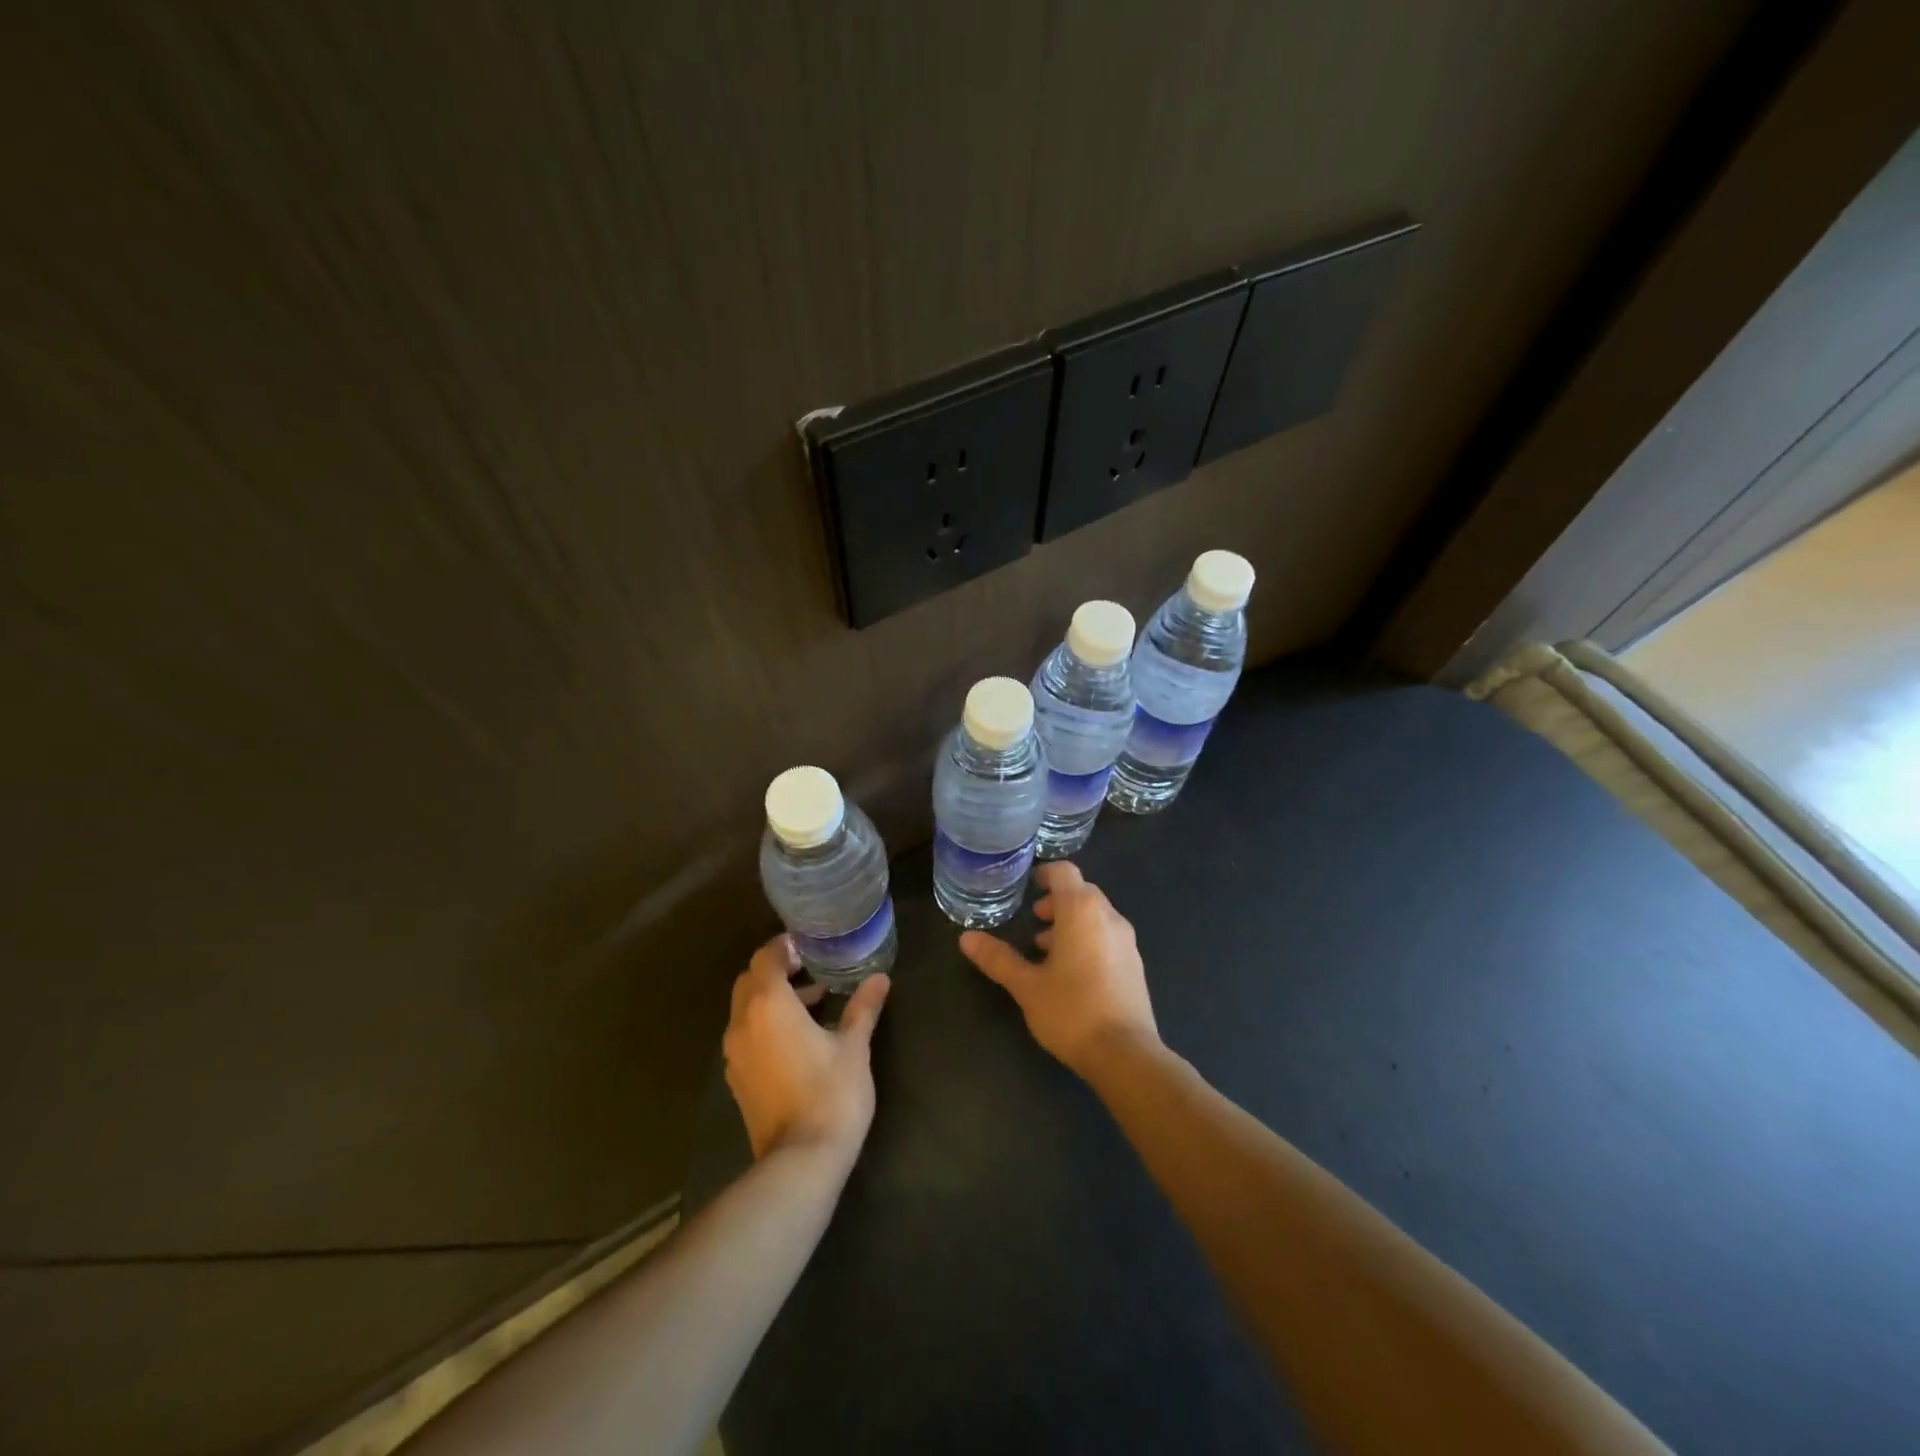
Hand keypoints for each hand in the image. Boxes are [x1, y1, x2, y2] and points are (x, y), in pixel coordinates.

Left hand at [723, 935, 890, 1161]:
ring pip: (745, 1009)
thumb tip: (880, 978)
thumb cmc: (831, 1093)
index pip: (766, 957)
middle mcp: (743, 1023)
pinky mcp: (737, 1079)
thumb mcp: (854, 1046)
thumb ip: (863, 1007)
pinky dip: (765, 1024)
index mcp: (768, 1005)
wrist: (800, 1161)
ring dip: (772, 999)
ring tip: (814, 1006)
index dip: (784, 947)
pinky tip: (798, 1039)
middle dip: (777, 971)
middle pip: (750, 980)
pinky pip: (746, 1035)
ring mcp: (735, 1054)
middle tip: (812, 972)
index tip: (810, 946)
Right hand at [959, 861, 1158, 1076]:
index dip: (1044, 874)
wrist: (1125, 1055)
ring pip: (1095, 915)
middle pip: (1081, 892)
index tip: (1027, 887)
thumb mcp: (1026, 985)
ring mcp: (1126, 941)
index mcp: (1082, 910)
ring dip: (1071, 923)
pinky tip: (1070, 972)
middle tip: (1033, 919)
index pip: (1064, 872)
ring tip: (1045, 948)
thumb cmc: (1071, 1011)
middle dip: (1056, 901)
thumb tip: (966, 937)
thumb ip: (997, 958)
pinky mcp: (1134, 964)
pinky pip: (1107, 936)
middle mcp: (1108, 917)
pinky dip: (1087, 940)